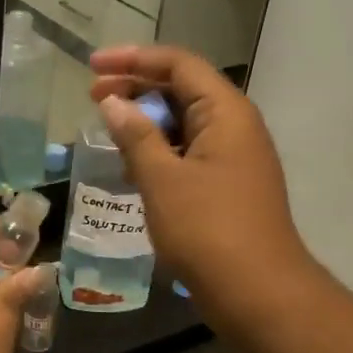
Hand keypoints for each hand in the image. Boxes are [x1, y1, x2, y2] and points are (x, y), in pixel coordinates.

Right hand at [89, 45, 318, 331]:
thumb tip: (113, 103)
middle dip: (137, 87)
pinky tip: (133, 165)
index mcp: (226, 112)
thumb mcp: (163, 179)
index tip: (93, 66)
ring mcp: (234, 157)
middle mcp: (235, 126)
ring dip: (147, 121)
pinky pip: (189, 152)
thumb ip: (136, 136)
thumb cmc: (208, 230)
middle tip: (94, 97)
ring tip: (108, 129)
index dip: (133, 58)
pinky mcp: (228, 185)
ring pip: (185, 122)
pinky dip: (160, 150)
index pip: (179, 64)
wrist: (259, 293)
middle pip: (183, 89)